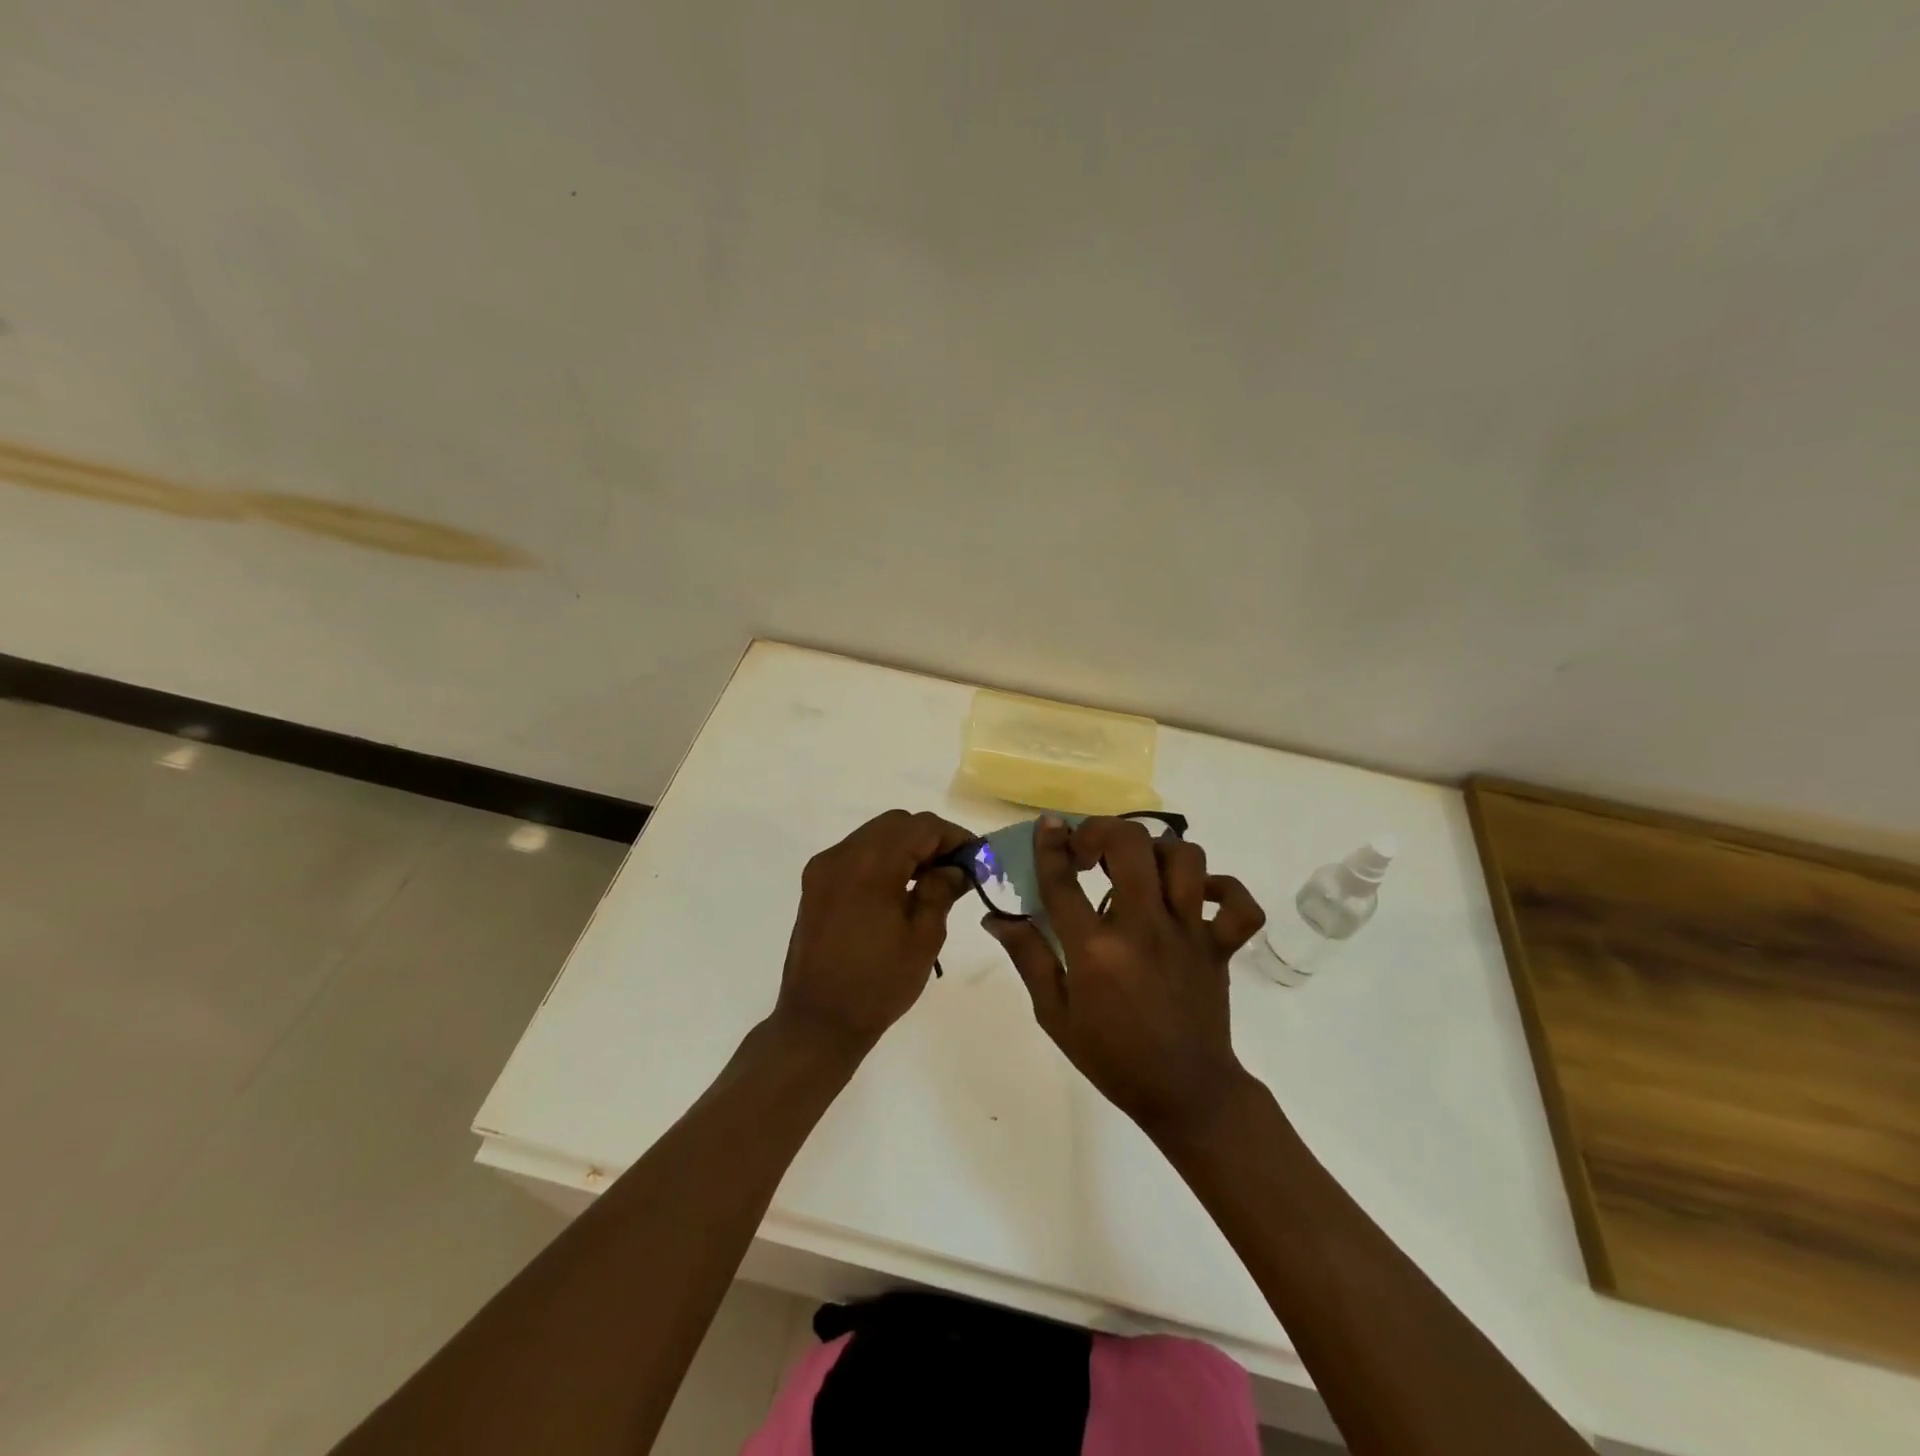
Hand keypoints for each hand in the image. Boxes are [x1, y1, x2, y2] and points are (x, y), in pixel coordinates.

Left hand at [772, 809, 973, 1057]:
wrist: (818, 1022)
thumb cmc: (878, 984)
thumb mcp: (923, 937)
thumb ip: (941, 890)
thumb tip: (957, 867)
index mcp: (869, 866)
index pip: (920, 827)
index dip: (953, 836)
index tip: (977, 858)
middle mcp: (841, 856)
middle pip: (895, 824)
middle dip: (930, 838)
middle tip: (956, 868)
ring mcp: (823, 868)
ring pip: (874, 835)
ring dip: (905, 847)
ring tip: (931, 879)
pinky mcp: (815, 884)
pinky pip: (856, 854)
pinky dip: (882, 859)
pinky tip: (900, 888)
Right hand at [984, 816, 1266, 1139]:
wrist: (1184, 1094)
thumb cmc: (1111, 1056)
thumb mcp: (1054, 1013)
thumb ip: (1028, 957)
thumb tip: (997, 917)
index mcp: (1095, 949)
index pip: (1064, 880)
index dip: (1051, 845)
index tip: (1048, 825)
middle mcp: (1143, 928)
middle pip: (1129, 845)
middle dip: (1103, 831)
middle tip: (1090, 850)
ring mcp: (1188, 934)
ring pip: (1185, 859)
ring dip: (1157, 851)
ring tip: (1139, 868)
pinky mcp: (1220, 946)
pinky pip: (1239, 904)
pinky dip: (1223, 889)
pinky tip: (1197, 894)